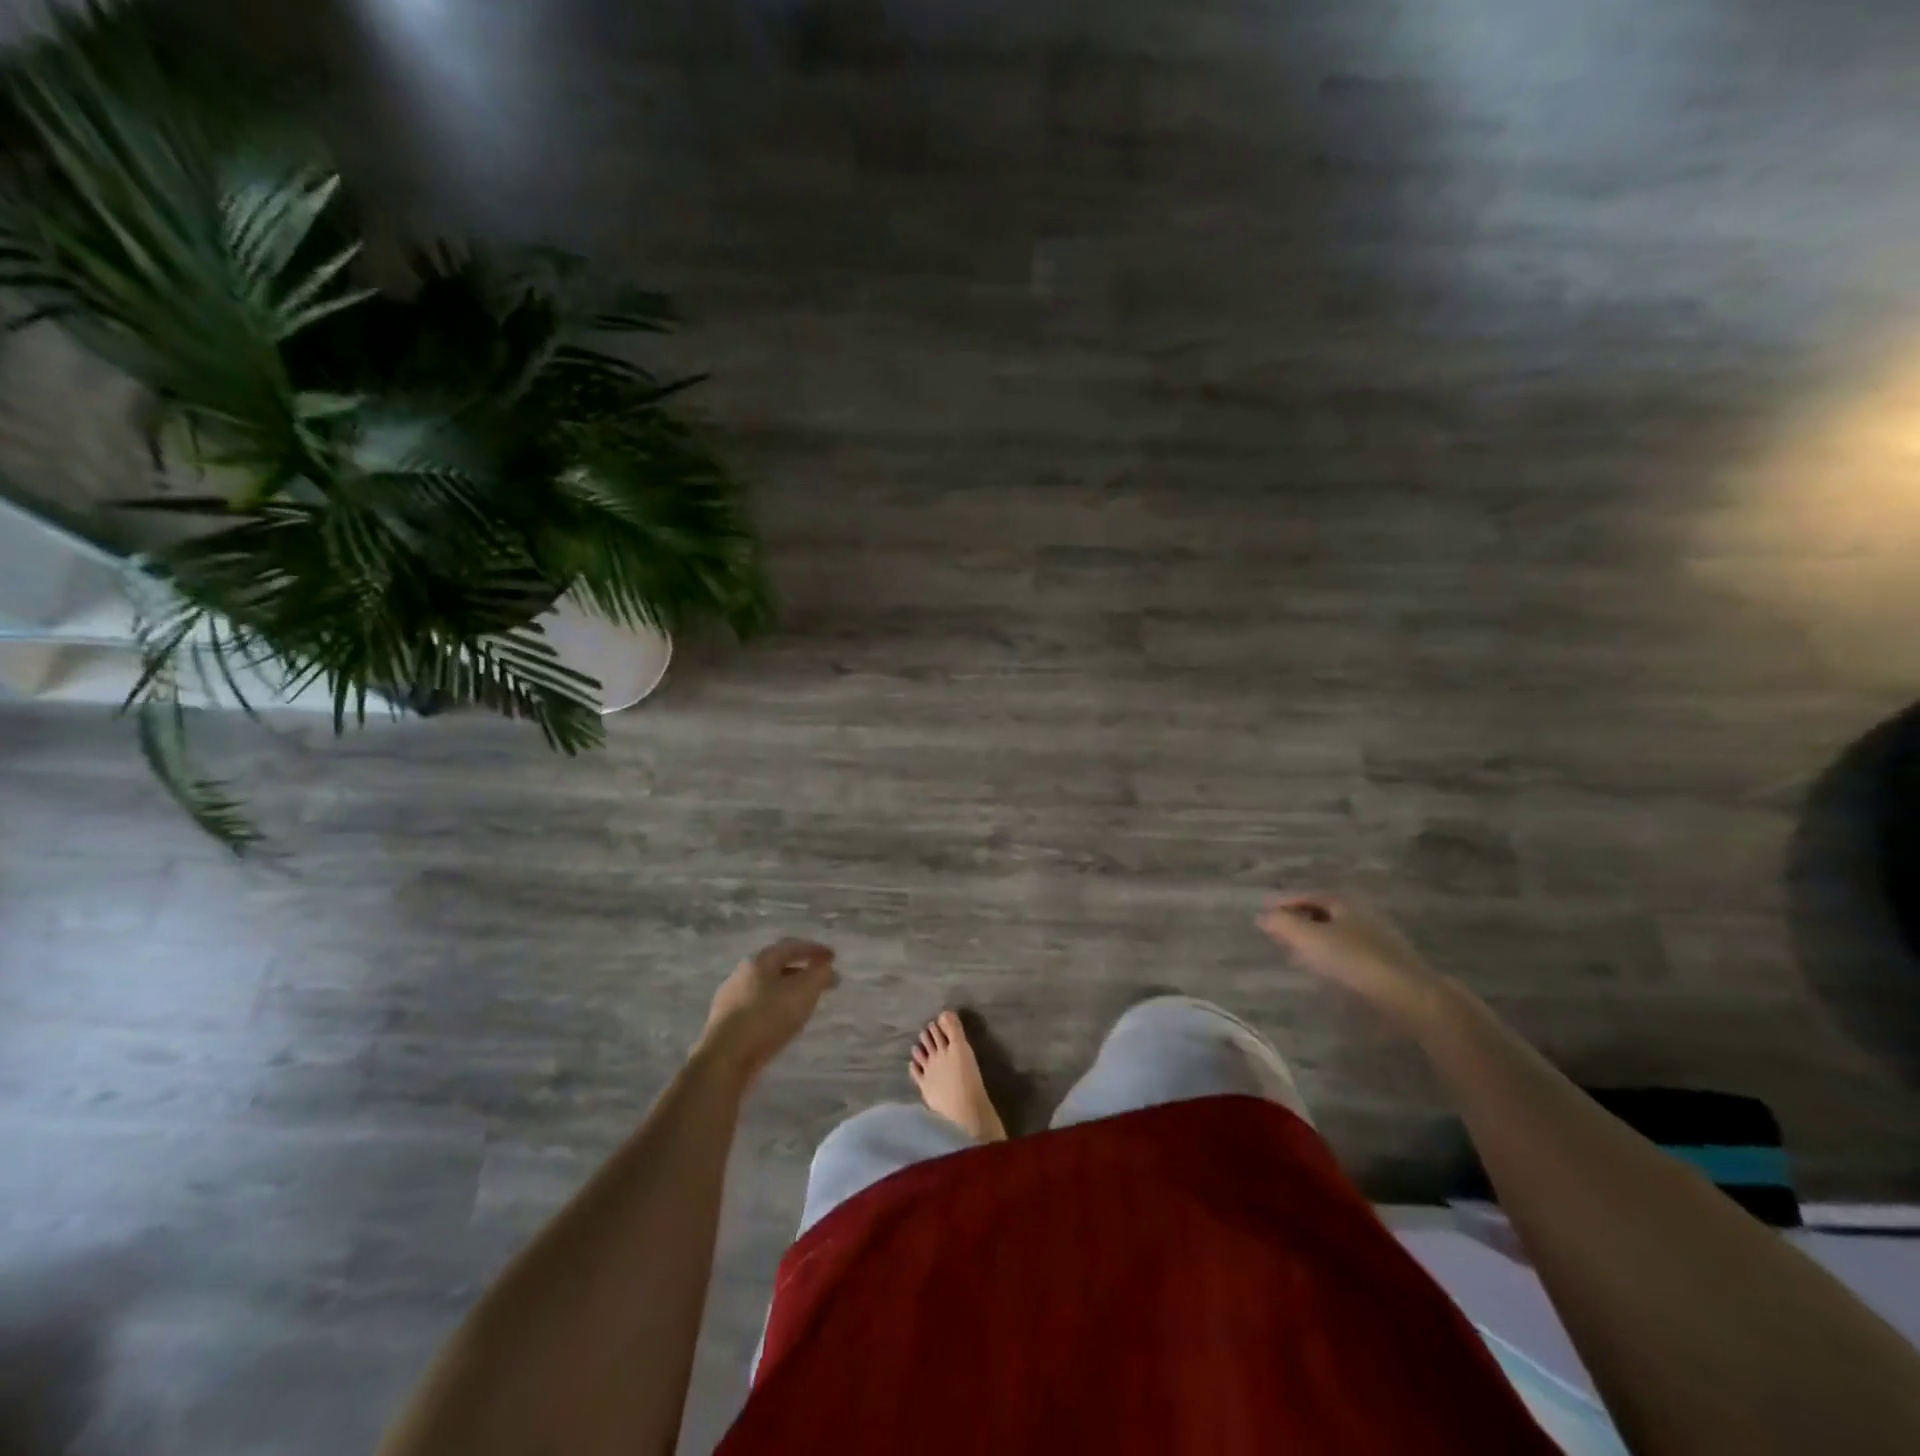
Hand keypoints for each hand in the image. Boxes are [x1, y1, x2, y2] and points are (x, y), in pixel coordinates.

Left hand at [695, 938, 838, 1080]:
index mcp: (759, 960)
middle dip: (802, 971)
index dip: (814, 949)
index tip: (833, 957)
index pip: (791, 946)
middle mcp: (742, 974)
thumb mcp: (804, 992)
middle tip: (821, 980)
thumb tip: (826, 968)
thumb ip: (820, 975)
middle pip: (777, 966)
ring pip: (767, 988)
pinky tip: (783, 1022)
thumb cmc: (768, 1017)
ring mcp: (730, 999)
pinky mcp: (726, 1023)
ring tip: (805, 1002)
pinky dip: (775, 1008)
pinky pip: (758, 1007)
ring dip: (788, 991)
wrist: (725, 1059)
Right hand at [1257, 892, 1449, 1028]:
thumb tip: (1262, 916)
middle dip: (1297, 921)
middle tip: (1275, 932)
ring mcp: (1375, 939)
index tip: (1262, 913)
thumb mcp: (1309, 938)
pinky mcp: (1383, 964)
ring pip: (1334, 934)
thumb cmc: (1354, 960)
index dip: (1282, 903)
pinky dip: (1328, 956)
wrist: (1410, 996)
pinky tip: (1321, 971)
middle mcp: (1360, 914)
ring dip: (1312, 940)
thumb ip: (1282, 925)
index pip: (1305, 896)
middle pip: (1320, 913)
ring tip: (1292, 953)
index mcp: (1342, 902)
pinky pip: (1346, 953)